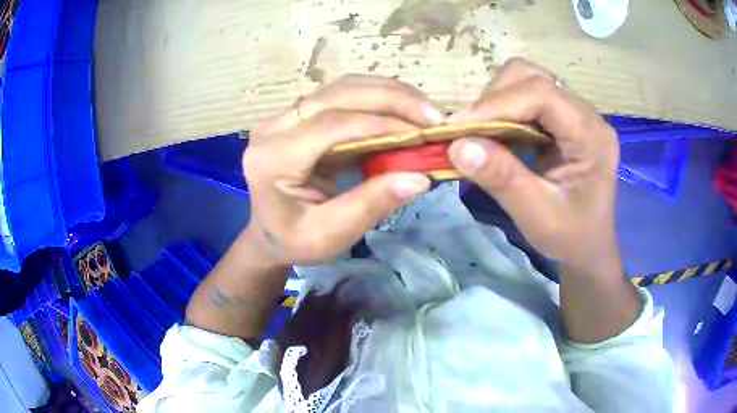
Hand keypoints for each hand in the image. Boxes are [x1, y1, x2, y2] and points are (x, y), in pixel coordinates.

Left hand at [242, 75, 444, 265]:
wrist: (268, 230)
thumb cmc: (292, 240)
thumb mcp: (328, 237)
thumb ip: (369, 206)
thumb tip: (419, 178)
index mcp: (272, 158)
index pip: (331, 125)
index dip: (381, 124)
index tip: (424, 133)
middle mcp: (274, 126)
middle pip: (338, 94)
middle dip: (393, 98)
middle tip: (435, 115)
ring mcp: (285, 115)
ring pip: (343, 87)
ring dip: (389, 94)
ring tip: (425, 112)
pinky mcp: (300, 114)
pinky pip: (343, 96)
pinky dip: (379, 100)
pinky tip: (404, 112)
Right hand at [447, 58, 620, 274]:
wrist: (589, 248)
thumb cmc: (571, 238)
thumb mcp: (538, 217)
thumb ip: (503, 180)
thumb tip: (457, 145)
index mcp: (591, 136)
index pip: (542, 94)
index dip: (497, 104)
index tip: (458, 128)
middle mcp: (586, 114)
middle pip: (533, 77)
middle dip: (496, 98)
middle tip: (473, 132)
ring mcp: (575, 114)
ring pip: (527, 80)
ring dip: (498, 101)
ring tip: (484, 134)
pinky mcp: (563, 119)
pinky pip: (527, 97)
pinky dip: (504, 110)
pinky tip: (498, 135)